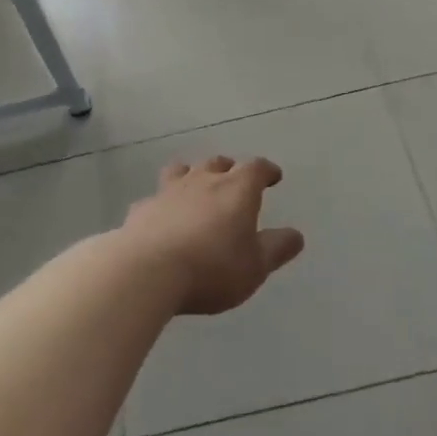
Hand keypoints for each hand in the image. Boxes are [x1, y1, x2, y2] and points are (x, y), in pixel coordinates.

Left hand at [122, 157, 304, 314]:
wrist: (146, 272)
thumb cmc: (212, 268)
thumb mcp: (256, 266)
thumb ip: (277, 248)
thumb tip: (295, 235)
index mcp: (237, 190)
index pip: (256, 168)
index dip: (267, 170)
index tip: (273, 176)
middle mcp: (202, 181)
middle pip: (218, 163)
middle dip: (229, 169)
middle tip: (234, 180)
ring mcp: (167, 192)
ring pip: (182, 171)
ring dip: (192, 175)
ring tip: (195, 187)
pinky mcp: (141, 209)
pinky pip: (155, 198)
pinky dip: (163, 204)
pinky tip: (162, 218)